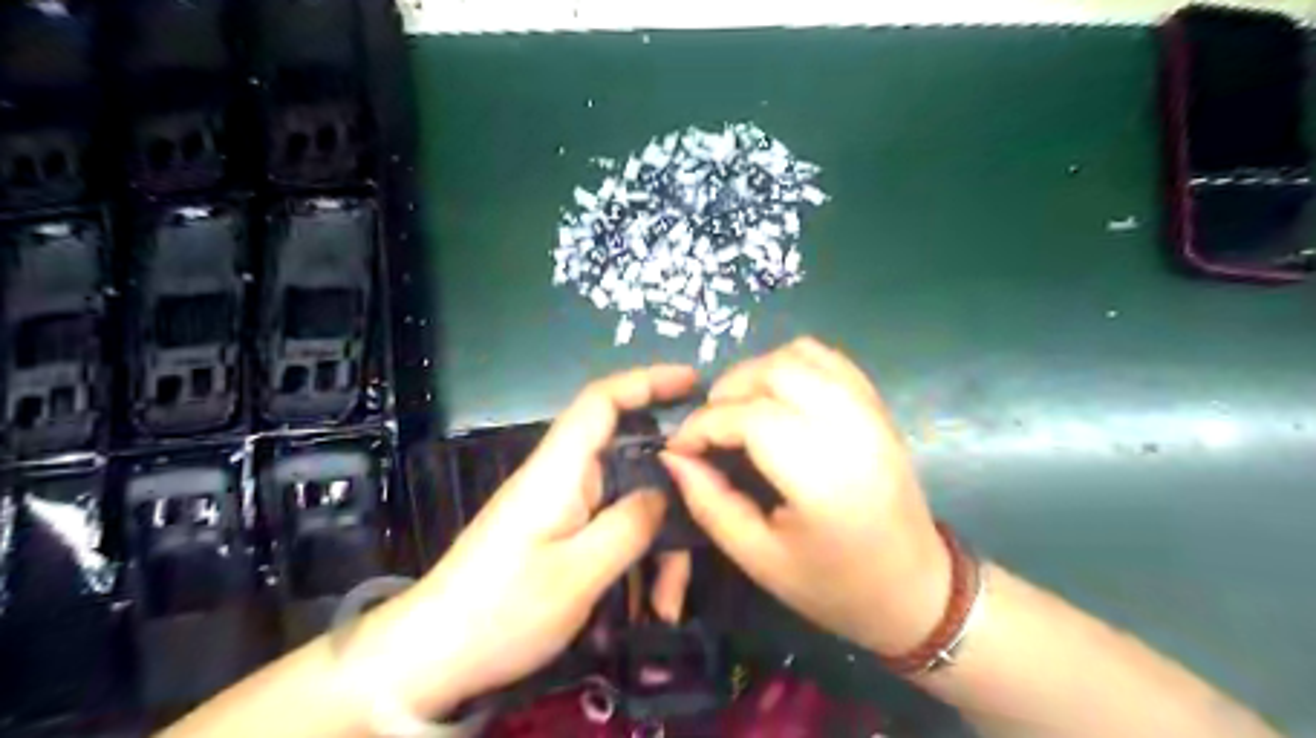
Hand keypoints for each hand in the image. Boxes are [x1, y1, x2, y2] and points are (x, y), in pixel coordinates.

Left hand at [364, 366, 699, 717]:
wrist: (431, 656)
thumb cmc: (501, 612)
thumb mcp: (578, 574)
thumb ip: (629, 525)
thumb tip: (663, 492)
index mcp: (558, 471)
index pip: (602, 401)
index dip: (647, 380)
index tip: (692, 381)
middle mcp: (560, 479)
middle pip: (629, 463)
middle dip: (668, 504)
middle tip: (695, 548)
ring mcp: (559, 508)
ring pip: (625, 506)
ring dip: (653, 550)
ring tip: (665, 604)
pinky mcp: (556, 534)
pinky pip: (609, 531)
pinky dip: (634, 562)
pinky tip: (644, 604)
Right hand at [663, 337, 951, 658]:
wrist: (915, 589)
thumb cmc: (833, 585)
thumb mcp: (758, 557)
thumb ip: (709, 501)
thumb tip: (673, 455)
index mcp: (822, 475)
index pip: (748, 417)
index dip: (701, 426)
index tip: (680, 448)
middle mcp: (850, 428)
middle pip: (774, 371)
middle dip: (727, 391)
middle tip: (709, 429)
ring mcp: (870, 410)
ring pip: (800, 354)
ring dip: (758, 372)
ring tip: (740, 409)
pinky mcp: (878, 406)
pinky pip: (828, 358)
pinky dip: (792, 365)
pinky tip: (778, 398)